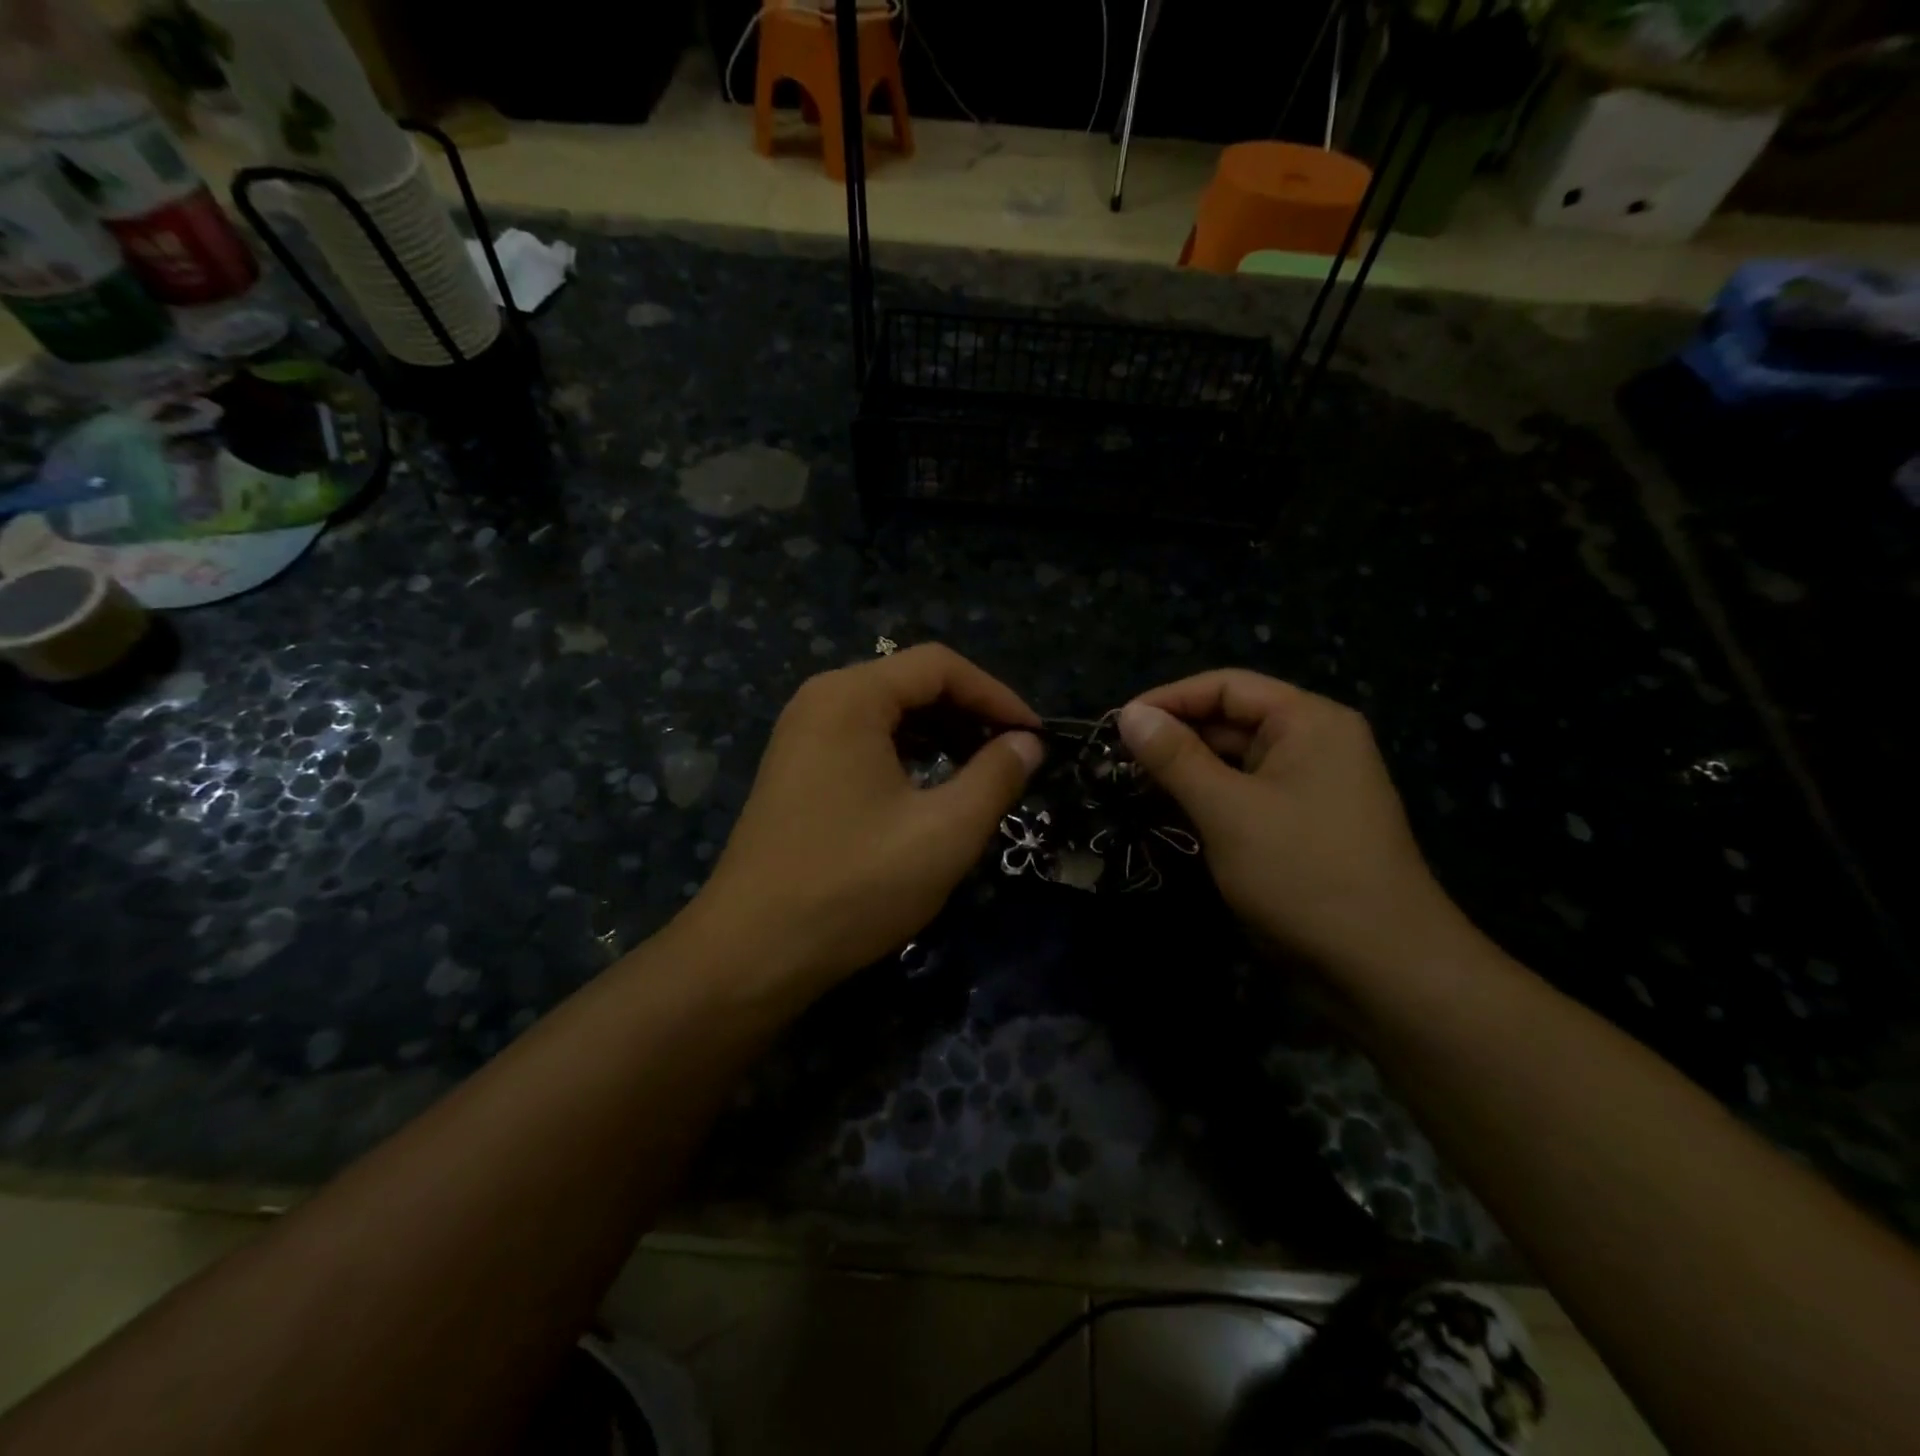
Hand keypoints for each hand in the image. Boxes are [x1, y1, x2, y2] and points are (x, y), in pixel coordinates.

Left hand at [689, 645, 1043, 991]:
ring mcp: (801, 735)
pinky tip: (929, 789)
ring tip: (979, 773)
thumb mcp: (944, 832)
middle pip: (911, 683)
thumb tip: (1028, 744)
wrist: (753, 951)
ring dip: (940, 735)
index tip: (1036, 738)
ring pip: (888, 714)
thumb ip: (995, 777)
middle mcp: (820, 700)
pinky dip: (906, 754)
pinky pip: (863, 740)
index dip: (997, 696)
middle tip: (1012, 758)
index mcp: (851, 697)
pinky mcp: (796, 769)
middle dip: (969, 714)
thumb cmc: (854, 884)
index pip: (940, 666)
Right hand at [1118, 670, 1475, 985]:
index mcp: (1309, 721)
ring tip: (1130, 787)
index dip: (1169, 699)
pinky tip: (1168, 815)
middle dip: (1174, 739)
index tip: (1117, 724)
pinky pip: (1245, 796)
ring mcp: (1310, 787)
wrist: (1382, 967)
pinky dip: (1207, 801)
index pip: (1226, 687)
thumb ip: (1175, 758)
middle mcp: (1314, 743)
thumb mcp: (1228, 810)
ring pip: (1234, 763)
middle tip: (1115, 762)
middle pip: (1231, 722)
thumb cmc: (1303, 873)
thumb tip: (1130, 714)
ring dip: (1186, 773)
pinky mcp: (1301, 826)